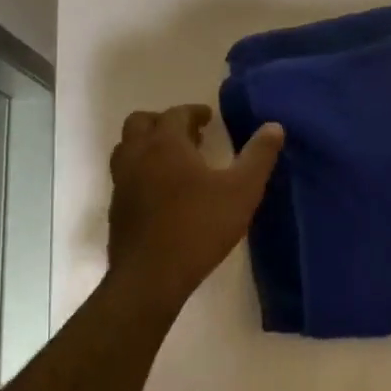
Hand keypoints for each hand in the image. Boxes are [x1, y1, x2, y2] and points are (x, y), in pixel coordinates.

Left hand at [107, 104, 284, 311]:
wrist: (150, 278)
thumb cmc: (199, 227)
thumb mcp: (242, 191)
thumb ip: (258, 156)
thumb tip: (274, 127)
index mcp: (165, 144)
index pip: (176, 113)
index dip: (193, 112)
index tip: (208, 118)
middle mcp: (137, 155)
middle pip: (141, 123)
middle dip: (164, 122)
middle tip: (188, 136)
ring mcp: (122, 183)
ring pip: (127, 148)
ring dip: (147, 145)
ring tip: (173, 160)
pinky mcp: (116, 209)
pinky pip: (124, 176)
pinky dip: (140, 171)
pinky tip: (161, 192)